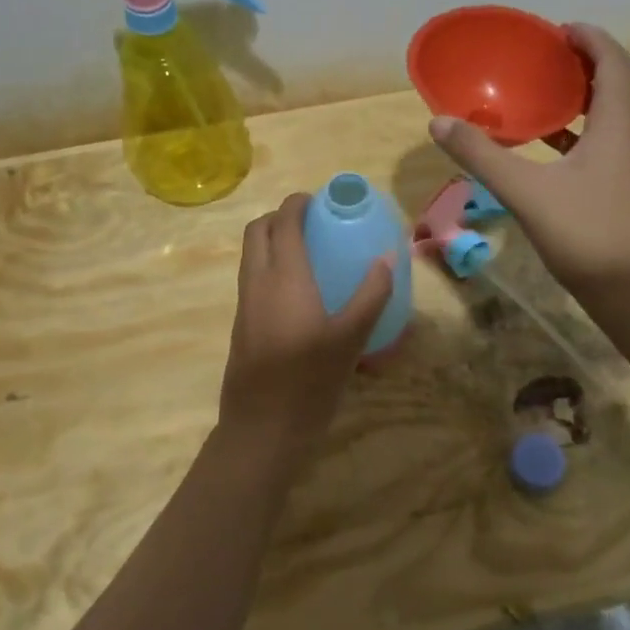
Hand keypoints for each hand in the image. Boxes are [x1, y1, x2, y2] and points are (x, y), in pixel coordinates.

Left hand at [216, 192, 394, 452]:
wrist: (261, 429)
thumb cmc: (309, 381)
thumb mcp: (351, 338)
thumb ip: (371, 294)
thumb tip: (387, 258)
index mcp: (283, 276)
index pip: (282, 222)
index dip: (297, 203)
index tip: (318, 200)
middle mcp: (256, 282)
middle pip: (256, 231)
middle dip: (279, 217)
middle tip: (312, 223)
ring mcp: (244, 304)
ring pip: (250, 255)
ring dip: (271, 241)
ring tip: (308, 252)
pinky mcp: (241, 325)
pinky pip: (252, 278)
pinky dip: (269, 266)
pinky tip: (299, 291)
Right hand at [429, 23, 629, 294]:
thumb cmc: (586, 234)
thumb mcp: (526, 192)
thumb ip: (482, 155)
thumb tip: (439, 122)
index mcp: (621, 121)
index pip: (613, 59)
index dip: (588, 37)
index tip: (558, 30)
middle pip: (629, 76)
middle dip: (597, 59)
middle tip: (557, 58)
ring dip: (600, 91)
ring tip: (558, 93)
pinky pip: (625, 134)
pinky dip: (599, 124)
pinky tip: (564, 145)